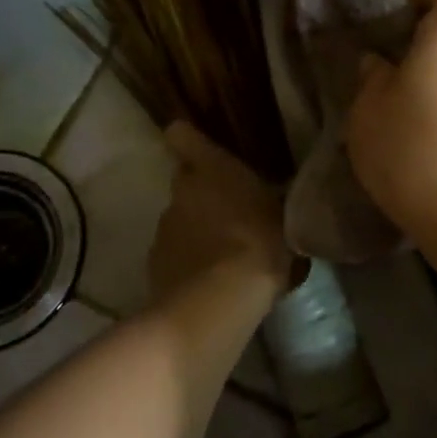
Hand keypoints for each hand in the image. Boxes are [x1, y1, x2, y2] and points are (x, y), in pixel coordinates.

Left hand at [150, 122, 295, 303]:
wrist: (218, 301)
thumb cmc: (259, 245)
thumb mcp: (282, 219)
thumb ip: (270, 204)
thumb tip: (273, 202)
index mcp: (212, 168)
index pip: (182, 135)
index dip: (188, 140)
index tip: (200, 150)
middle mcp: (182, 190)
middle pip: (185, 182)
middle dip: (202, 194)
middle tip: (230, 213)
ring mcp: (164, 228)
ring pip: (179, 220)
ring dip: (196, 230)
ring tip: (223, 256)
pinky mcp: (154, 263)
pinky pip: (174, 254)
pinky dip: (187, 262)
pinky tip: (209, 282)